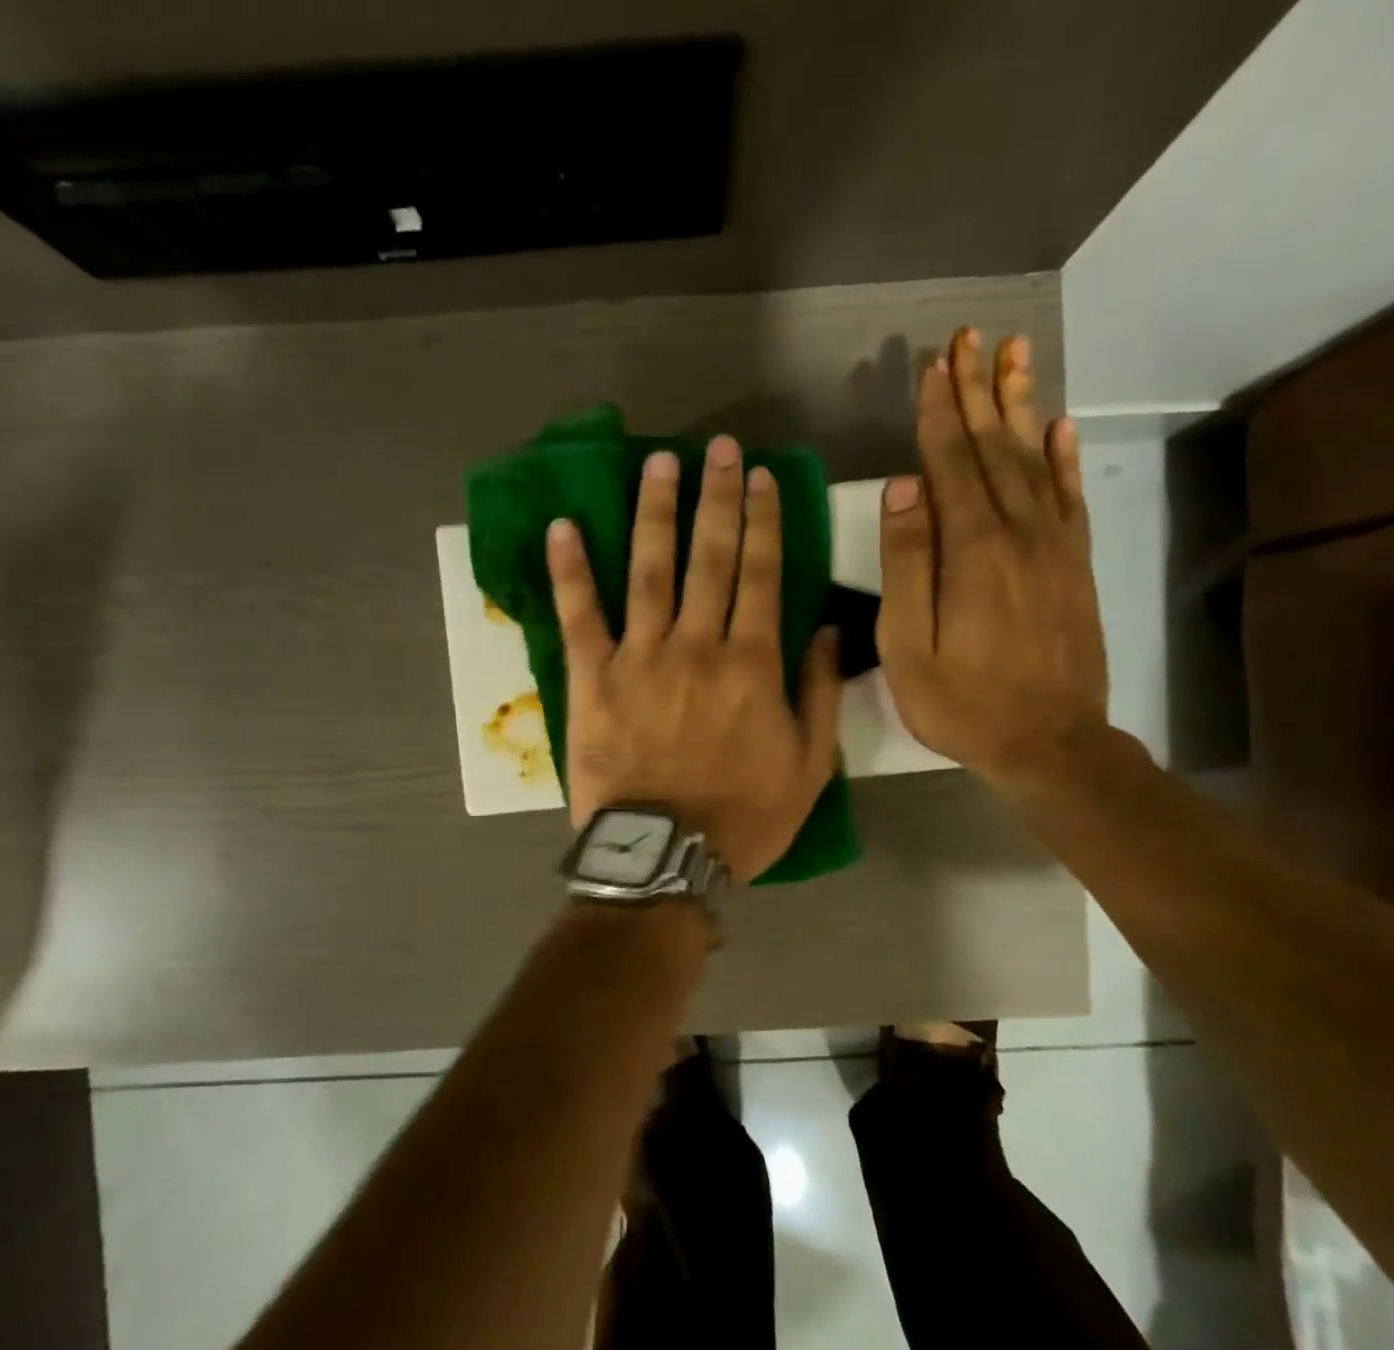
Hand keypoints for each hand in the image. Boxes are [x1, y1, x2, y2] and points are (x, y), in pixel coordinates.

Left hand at [546, 435, 842, 880]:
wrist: (667, 857)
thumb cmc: (744, 816)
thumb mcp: (809, 765)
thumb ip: (821, 693)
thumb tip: (830, 630)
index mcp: (752, 664)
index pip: (761, 575)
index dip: (763, 520)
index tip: (761, 477)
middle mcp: (697, 646)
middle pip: (709, 558)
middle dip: (716, 498)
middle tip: (718, 448)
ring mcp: (640, 658)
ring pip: (649, 571)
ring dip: (654, 513)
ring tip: (658, 464)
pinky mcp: (592, 679)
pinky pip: (579, 615)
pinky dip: (570, 570)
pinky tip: (563, 526)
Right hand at [876, 329, 1107, 791]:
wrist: (1050, 743)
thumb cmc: (963, 703)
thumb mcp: (907, 647)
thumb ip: (905, 564)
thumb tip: (902, 489)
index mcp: (972, 550)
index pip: (951, 464)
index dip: (939, 413)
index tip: (933, 364)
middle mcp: (1019, 532)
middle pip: (995, 448)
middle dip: (979, 390)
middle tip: (974, 336)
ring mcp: (1054, 547)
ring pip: (1034, 460)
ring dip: (1021, 406)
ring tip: (1016, 355)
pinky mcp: (1075, 566)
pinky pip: (1069, 497)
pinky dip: (1063, 457)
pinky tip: (1058, 427)